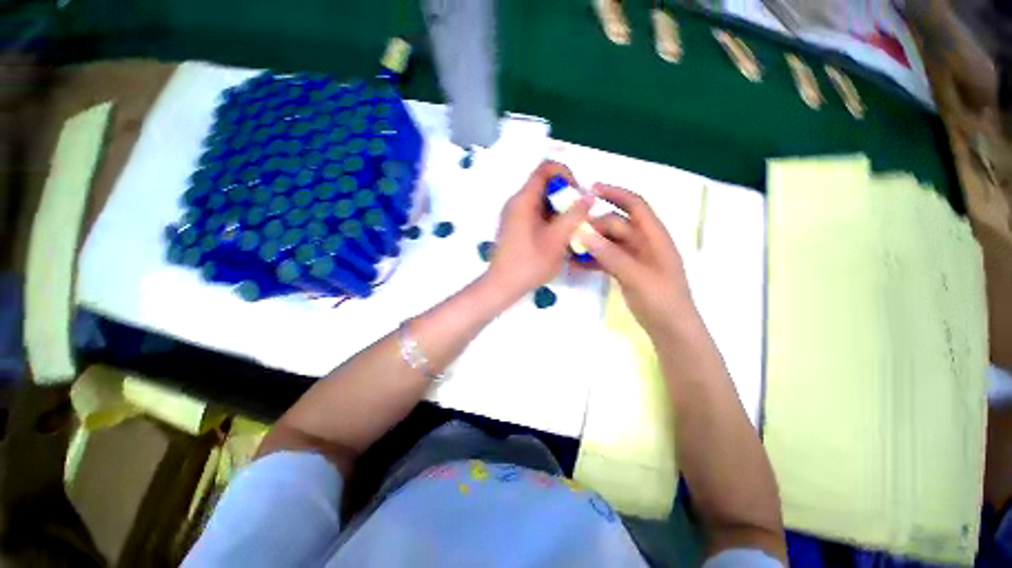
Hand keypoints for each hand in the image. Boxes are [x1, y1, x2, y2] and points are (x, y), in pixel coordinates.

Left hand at [485, 161, 592, 302]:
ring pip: (542, 200)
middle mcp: (517, 202)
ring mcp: (515, 215)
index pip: (546, 168)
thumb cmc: (529, 264)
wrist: (502, 286)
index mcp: (523, 200)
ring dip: (560, 208)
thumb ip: (574, 215)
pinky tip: (559, 236)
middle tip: (579, 214)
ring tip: (572, 227)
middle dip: (565, 194)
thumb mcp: (557, 239)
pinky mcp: (516, 226)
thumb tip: (589, 195)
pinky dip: (551, 218)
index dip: (566, 174)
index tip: (577, 194)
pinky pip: (536, 213)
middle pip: (544, 184)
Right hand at [581, 184, 694, 336]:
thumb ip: (610, 254)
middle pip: (616, 224)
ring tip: (569, 247)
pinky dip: (592, 258)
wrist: (670, 330)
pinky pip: (605, 258)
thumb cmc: (662, 300)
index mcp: (655, 236)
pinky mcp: (625, 270)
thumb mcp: (637, 276)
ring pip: (608, 241)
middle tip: (571, 234)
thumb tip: (584, 234)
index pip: (636, 205)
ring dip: (590, 243)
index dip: (615, 193)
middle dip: (594, 226)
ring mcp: (634, 257)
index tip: (591, 189)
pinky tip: (576, 263)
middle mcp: (644, 242)